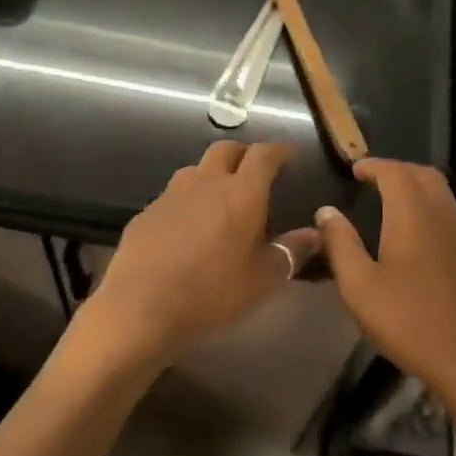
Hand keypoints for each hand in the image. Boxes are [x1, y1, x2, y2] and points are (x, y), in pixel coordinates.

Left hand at [85, 141, 319, 367]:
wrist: (141, 307)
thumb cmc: (212, 291)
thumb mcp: (263, 279)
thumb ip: (291, 252)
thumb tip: (315, 234)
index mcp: (242, 192)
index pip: (263, 155)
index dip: (278, 150)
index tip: (288, 155)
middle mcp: (206, 182)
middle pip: (226, 149)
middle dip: (243, 154)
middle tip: (253, 171)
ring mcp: (171, 194)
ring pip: (195, 170)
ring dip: (211, 175)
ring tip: (219, 198)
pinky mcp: (146, 212)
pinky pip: (172, 196)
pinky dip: (186, 202)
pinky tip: (186, 228)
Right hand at [315, 160, 455, 410]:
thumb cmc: (409, 321)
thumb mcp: (360, 286)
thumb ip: (340, 243)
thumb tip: (326, 211)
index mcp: (413, 214)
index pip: (395, 172)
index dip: (374, 165)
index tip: (354, 170)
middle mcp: (443, 214)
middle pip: (423, 175)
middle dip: (396, 170)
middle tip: (371, 180)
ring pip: (441, 192)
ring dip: (415, 186)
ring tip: (390, 201)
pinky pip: (450, 213)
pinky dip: (429, 206)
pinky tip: (415, 232)